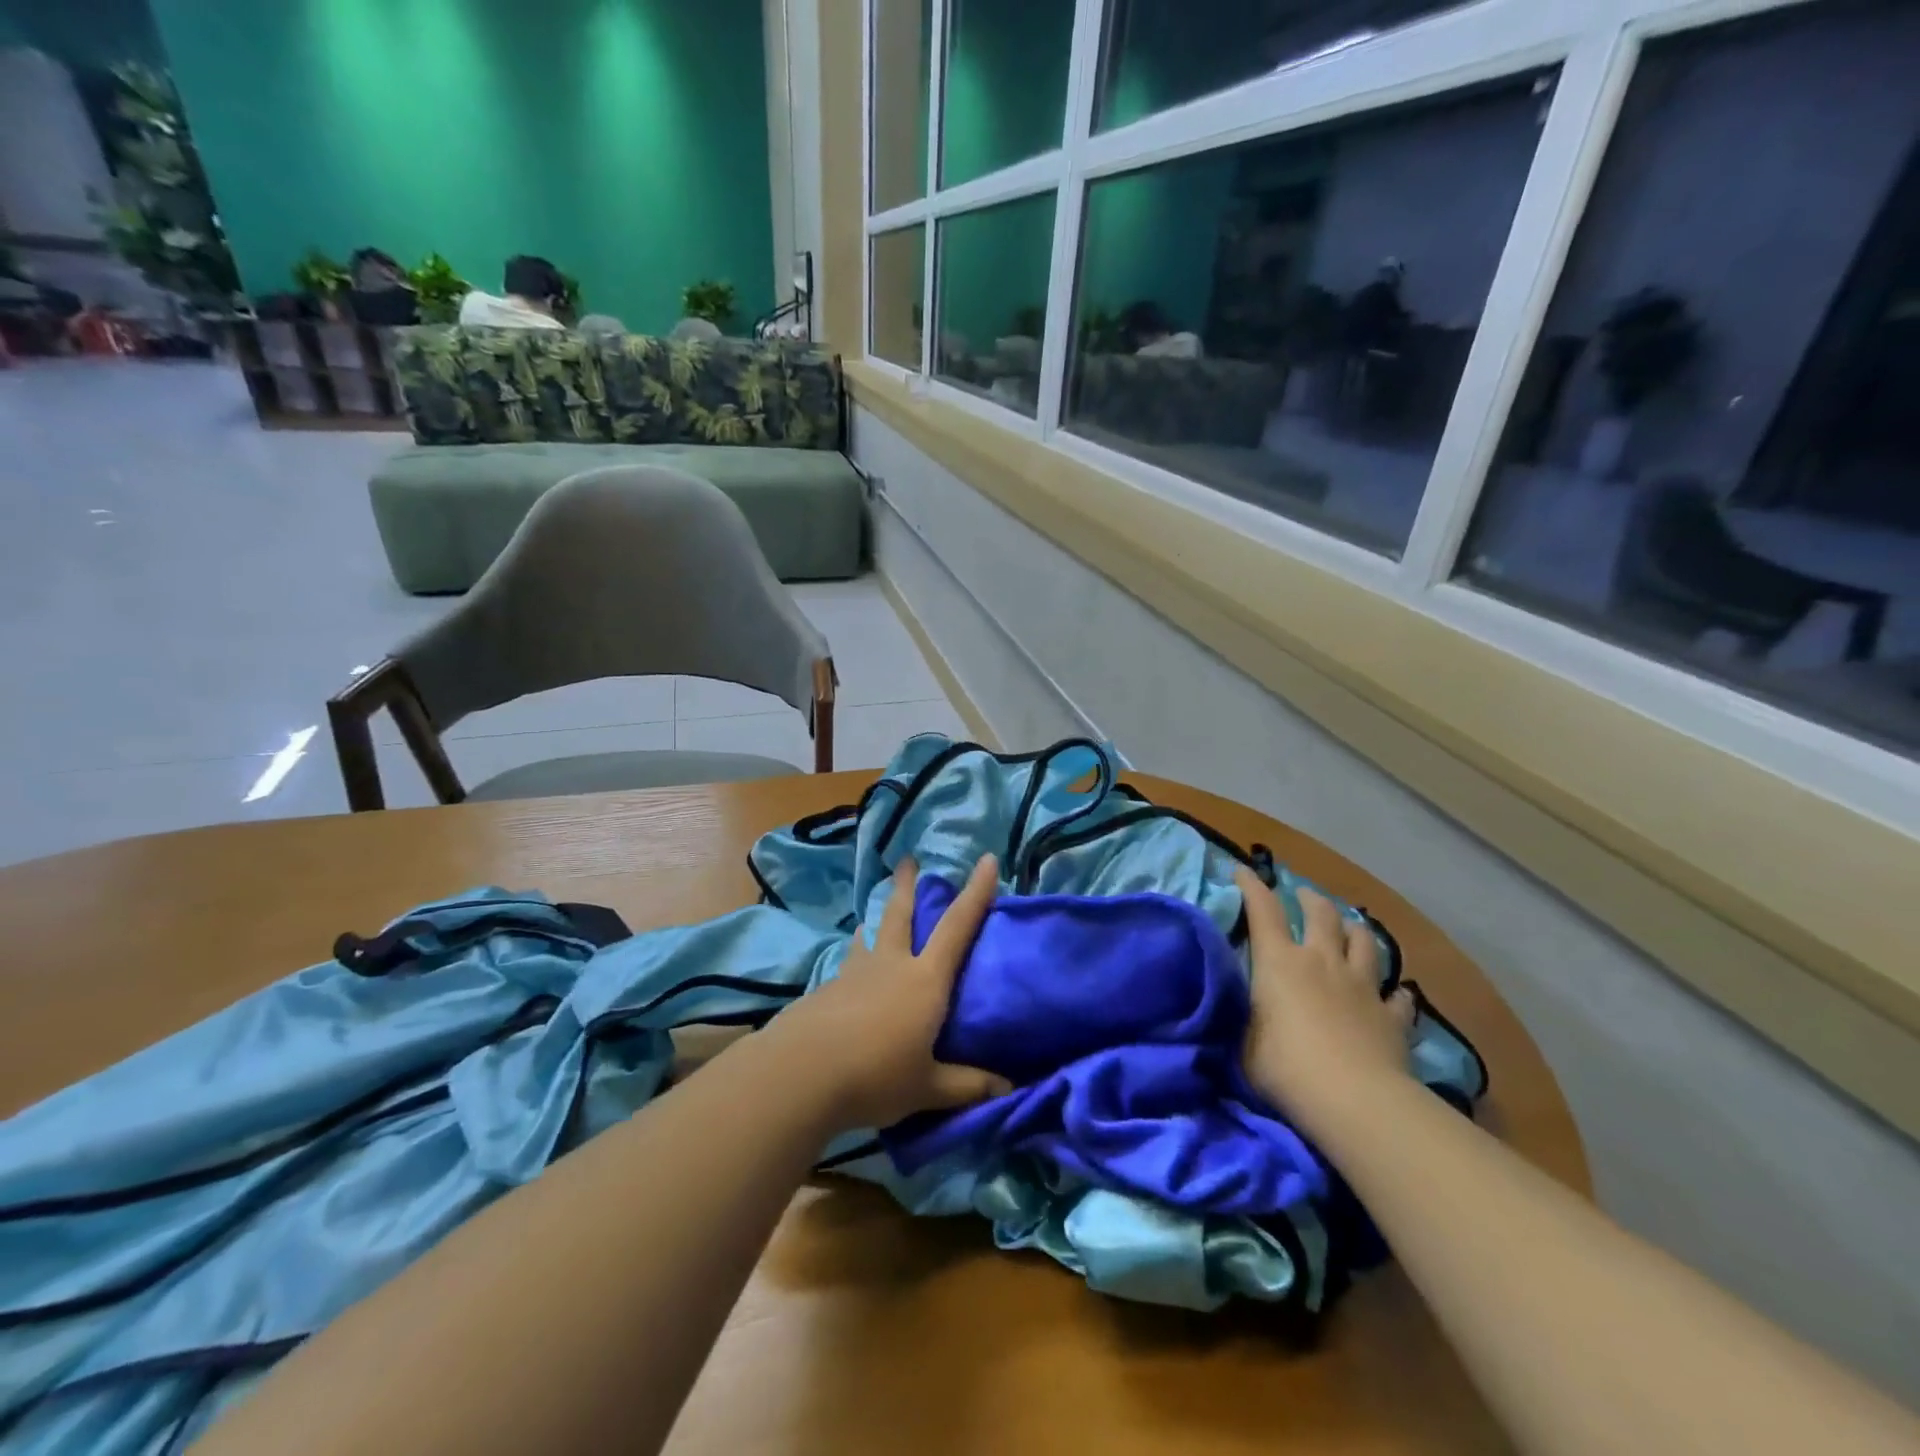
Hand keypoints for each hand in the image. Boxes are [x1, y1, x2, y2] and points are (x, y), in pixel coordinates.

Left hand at [769, 855, 1012, 1129]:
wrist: (801, 1073)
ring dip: (875, 921)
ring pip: (869, 937)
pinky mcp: (827, 990)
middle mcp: (892, 966)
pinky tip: (849, 975)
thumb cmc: (876, 1075)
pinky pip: (848, 965)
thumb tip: (1009, 1088)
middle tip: (907, 860)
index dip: (976, 893)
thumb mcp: (928, 1087)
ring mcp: (855, 974)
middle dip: (907, 886)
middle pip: (901, 915)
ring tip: (872, 916)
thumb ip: (968, 1085)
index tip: (987, 860)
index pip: (958, 927)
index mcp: (925, 981)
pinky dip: (855, 958)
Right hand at [1237, 867, 1414, 1138]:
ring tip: (1350, 929)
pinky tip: (1395, 996)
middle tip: (1304, 896)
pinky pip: (1399, 997)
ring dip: (1355, 930)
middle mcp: (1322, 961)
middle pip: (1322, 915)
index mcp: (1280, 961)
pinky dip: (1395, 993)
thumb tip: (1241, 998)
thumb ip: (1244, 1011)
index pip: (1263, 910)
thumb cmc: (1284, 1066)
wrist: (1354, 1100)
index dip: (1252, 885)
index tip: (1242, 869)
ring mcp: (1362, 987)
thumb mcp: (1244, 1037)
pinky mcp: (1392, 1017)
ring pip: (1364, 942)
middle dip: (1311, 899)